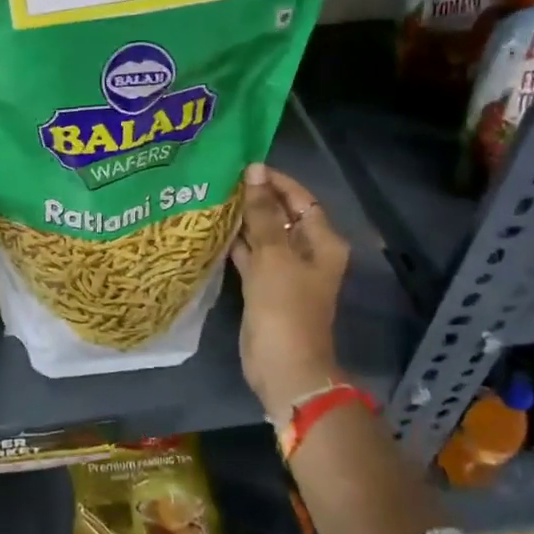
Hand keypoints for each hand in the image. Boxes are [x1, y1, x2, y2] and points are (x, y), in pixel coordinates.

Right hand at [230, 163, 348, 419]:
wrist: (283, 366)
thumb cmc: (285, 307)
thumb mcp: (274, 255)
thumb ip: (262, 213)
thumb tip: (254, 171)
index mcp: (321, 241)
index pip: (300, 198)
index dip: (274, 181)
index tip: (243, 166)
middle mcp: (307, 252)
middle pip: (281, 215)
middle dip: (255, 198)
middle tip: (220, 179)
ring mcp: (285, 271)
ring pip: (263, 235)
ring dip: (243, 220)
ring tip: (211, 198)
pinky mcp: (265, 287)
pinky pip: (251, 256)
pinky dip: (236, 244)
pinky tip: (212, 230)